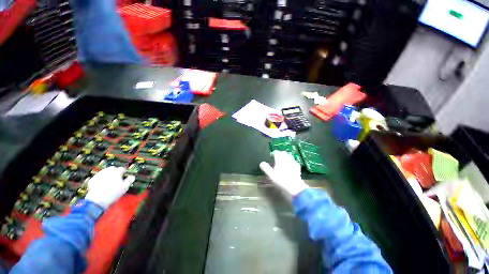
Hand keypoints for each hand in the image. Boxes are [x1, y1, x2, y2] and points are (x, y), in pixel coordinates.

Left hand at [84, 166, 134, 208]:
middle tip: (117, 178)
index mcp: (116, 172)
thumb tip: (132, 176)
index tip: (125, 175)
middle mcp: (107, 171)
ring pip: (104, 172)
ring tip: (109, 181)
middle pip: (113, 168)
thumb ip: (130, 180)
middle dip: (115, 171)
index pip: (122, 168)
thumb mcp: (125, 187)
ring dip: (108, 175)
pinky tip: (102, 185)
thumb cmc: (113, 193)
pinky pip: (98, 177)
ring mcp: (98, 175)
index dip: (124, 172)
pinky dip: (101, 179)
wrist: (97, 200)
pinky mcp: (92, 180)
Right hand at [259, 151, 308, 195]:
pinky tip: (290, 166)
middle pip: (283, 153)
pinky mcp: (297, 166)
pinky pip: (293, 161)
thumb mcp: (271, 174)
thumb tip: (261, 163)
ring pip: (289, 156)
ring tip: (283, 162)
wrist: (295, 186)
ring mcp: (293, 161)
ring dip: (286, 157)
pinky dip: (291, 162)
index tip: (271, 156)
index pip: (276, 152)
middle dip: (280, 154)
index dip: (273, 153)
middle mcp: (286, 158)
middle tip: (276, 158)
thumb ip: (266, 168)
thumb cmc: (281, 179)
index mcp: (279, 159)